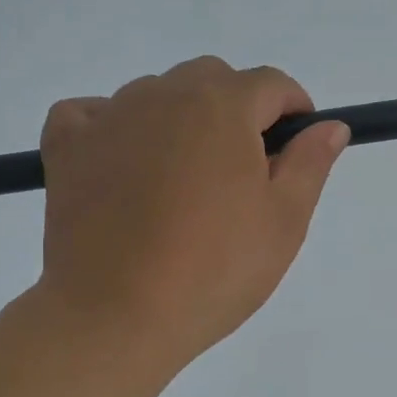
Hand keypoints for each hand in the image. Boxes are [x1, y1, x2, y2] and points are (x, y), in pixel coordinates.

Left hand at [35, 57, 349, 372]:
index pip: (270, 84)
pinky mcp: (66, 146)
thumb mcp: (283, 223)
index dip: (292, 110)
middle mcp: (162, 94)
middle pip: (211, 81)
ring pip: (155, 97)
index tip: (295, 147)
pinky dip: (112, 128)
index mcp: (222, 105)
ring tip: (180, 184)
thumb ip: (309, 164)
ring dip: (178, 122)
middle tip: (239, 174)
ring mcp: (107, 116)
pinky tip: (122, 166)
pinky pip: (92, 114)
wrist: (117, 315)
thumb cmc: (213, 271)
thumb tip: (330, 126)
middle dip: (235, 111)